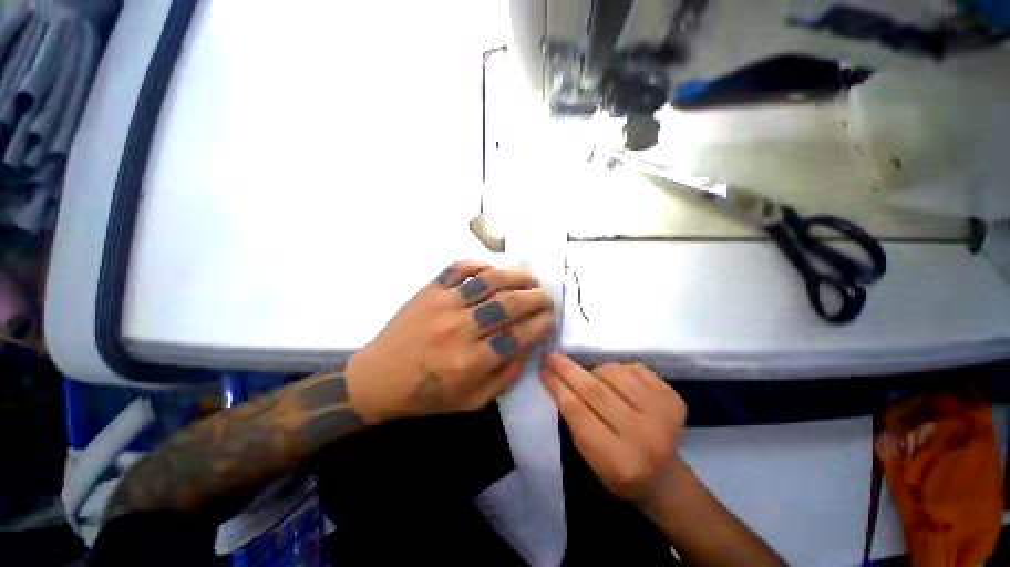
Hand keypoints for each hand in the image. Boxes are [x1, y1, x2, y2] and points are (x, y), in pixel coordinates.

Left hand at [346, 261, 554, 422]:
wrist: (377, 378)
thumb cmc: (427, 395)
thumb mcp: (472, 400)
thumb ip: (506, 375)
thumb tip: (529, 345)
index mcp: (470, 362)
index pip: (518, 336)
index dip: (541, 324)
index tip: (550, 318)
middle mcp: (459, 329)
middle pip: (508, 304)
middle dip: (535, 298)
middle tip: (546, 297)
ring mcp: (442, 304)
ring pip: (488, 281)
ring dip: (515, 276)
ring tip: (530, 278)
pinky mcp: (429, 290)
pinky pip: (459, 268)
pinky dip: (480, 265)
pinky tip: (492, 270)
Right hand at [541, 354, 686, 504]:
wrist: (665, 478)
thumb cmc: (618, 471)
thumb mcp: (589, 457)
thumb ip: (574, 420)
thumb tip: (557, 378)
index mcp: (618, 461)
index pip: (578, 412)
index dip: (557, 386)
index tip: (543, 368)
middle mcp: (643, 436)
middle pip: (595, 390)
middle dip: (568, 369)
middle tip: (552, 356)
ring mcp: (663, 415)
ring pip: (614, 373)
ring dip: (596, 371)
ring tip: (593, 380)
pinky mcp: (673, 399)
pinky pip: (634, 369)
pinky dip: (619, 371)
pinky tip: (619, 385)